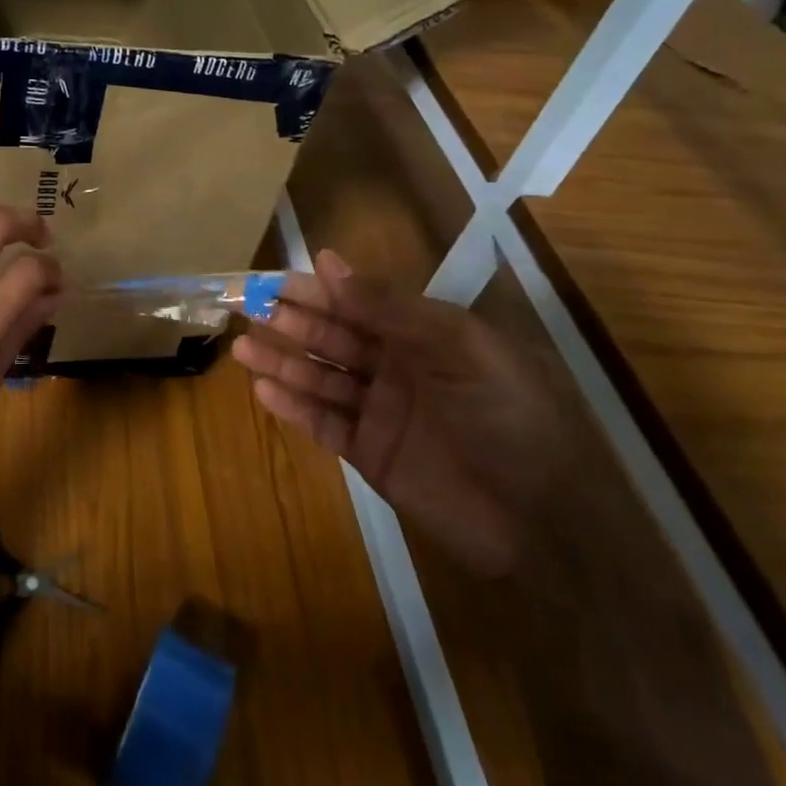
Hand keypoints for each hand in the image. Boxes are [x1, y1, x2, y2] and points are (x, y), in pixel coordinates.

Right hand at [232, 249, 556, 576]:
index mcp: (422, 334)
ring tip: (241, 348)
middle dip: (292, 322)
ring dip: (283, 362)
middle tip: (247, 308)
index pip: (358, 302)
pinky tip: (264, 391)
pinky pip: (325, 425)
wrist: (544, 521)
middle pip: (333, 338)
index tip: (275, 279)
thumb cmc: (507, 415)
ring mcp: (381, 412)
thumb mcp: (458, 346)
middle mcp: (396, 367)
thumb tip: (328, 264)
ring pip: (321, 378)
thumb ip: (391, 307)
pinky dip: (294, 408)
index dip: (317, 290)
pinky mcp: (371, 455)